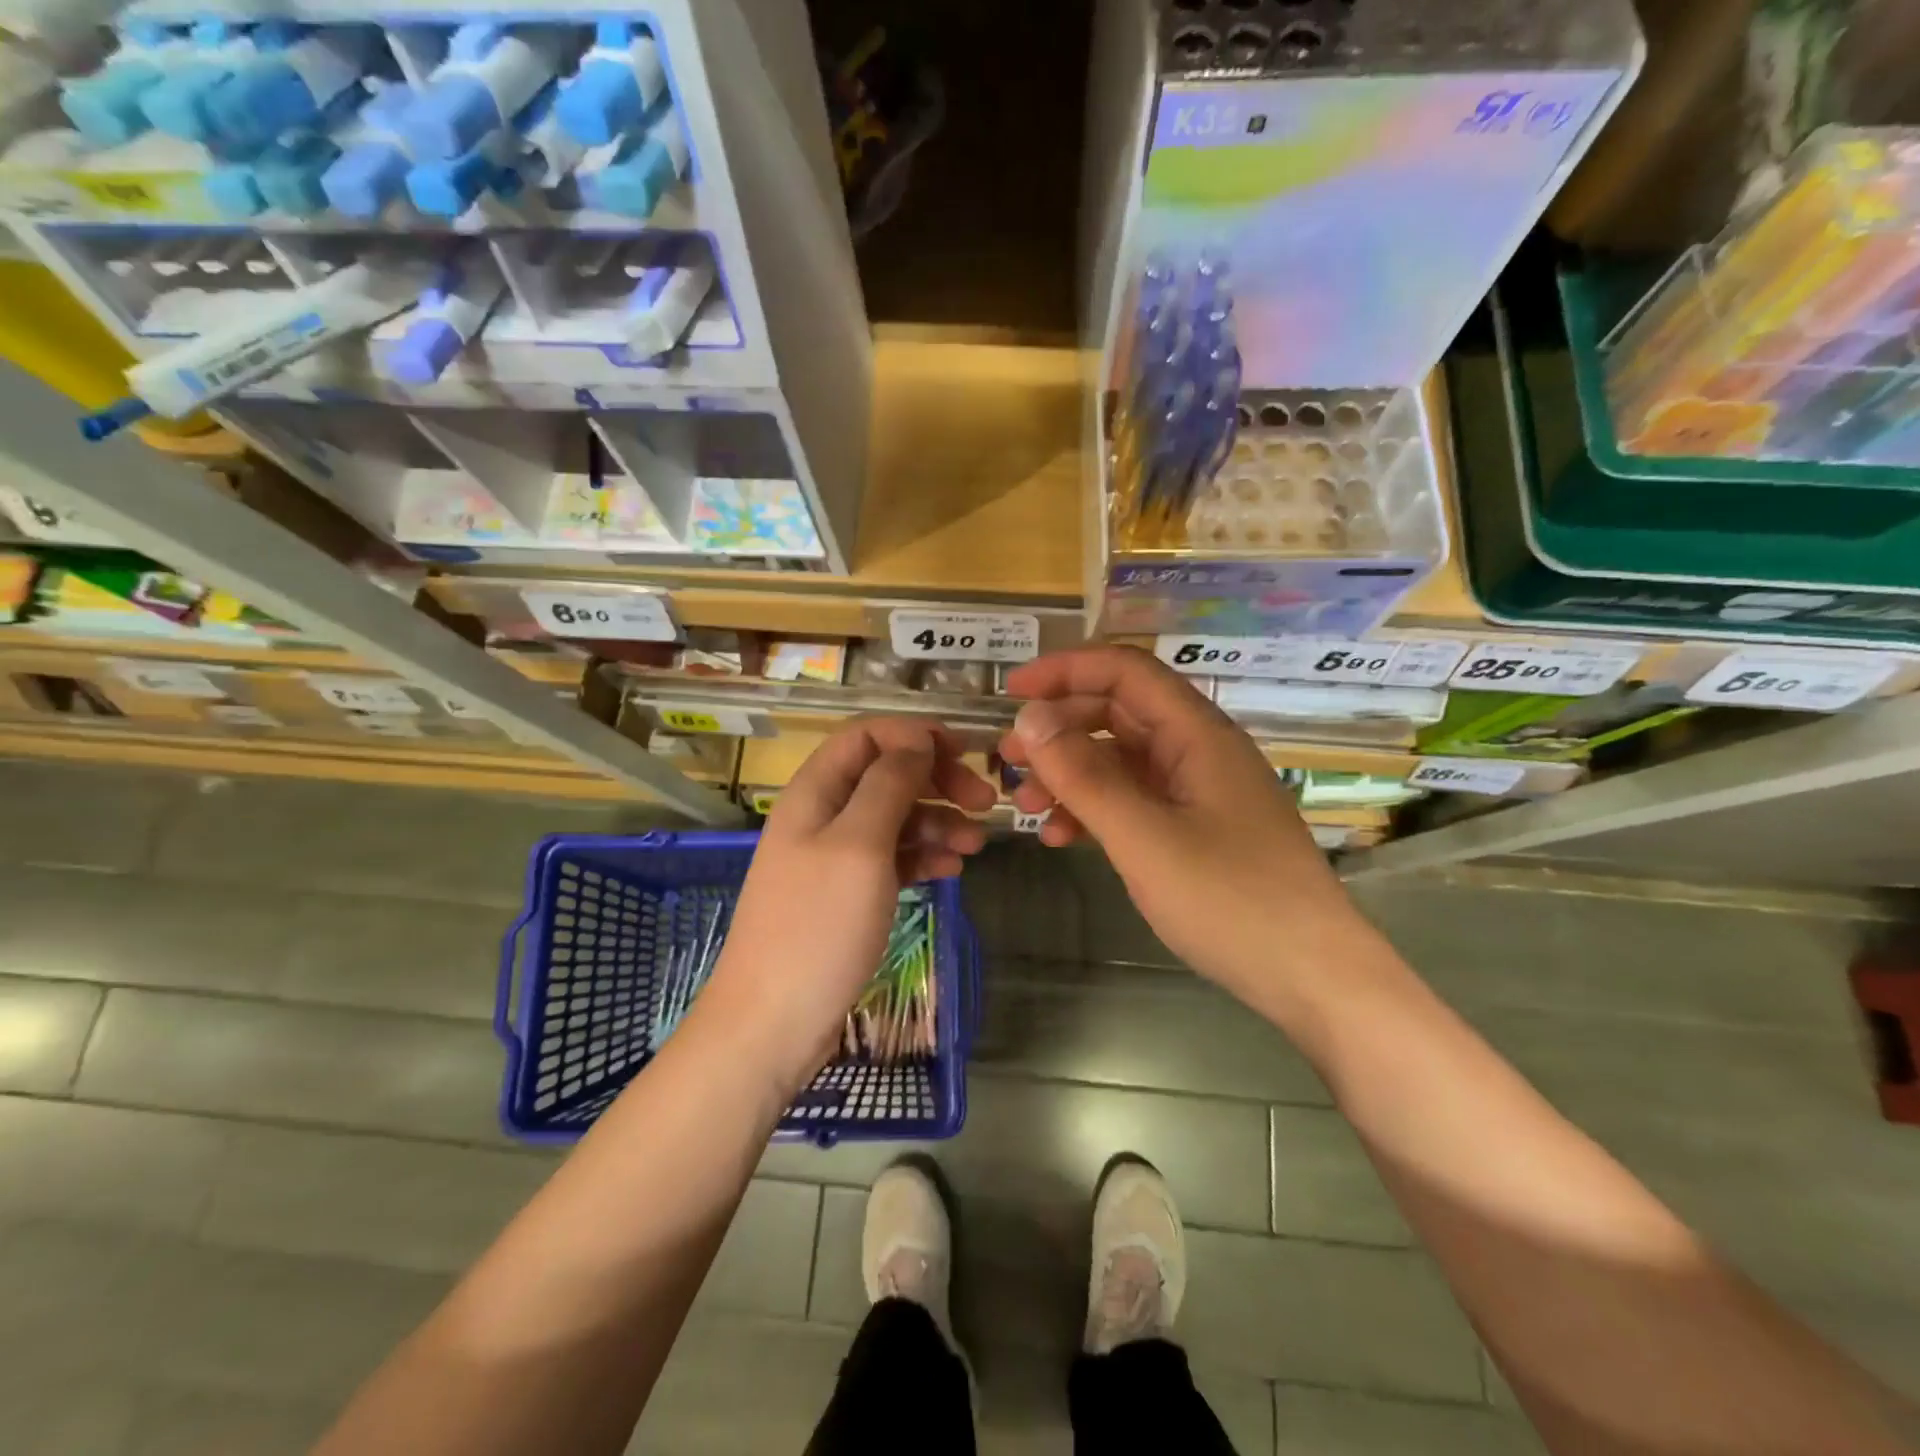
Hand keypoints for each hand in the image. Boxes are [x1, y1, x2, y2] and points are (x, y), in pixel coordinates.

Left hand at [700, 718, 995, 1092]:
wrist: (773, 1023)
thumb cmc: (818, 926)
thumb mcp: (859, 845)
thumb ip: (889, 785)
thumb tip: (916, 742)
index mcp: (815, 792)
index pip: (865, 735)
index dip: (913, 735)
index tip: (962, 753)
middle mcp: (823, 816)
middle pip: (884, 774)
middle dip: (935, 779)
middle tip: (984, 801)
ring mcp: (834, 858)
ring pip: (894, 818)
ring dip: (938, 822)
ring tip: (976, 844)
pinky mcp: (847, 895)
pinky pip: (892, 859)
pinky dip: (923, 856)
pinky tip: (951, 870)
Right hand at [998, 646, 1359, 1002]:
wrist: (1312, 977)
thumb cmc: (1230, 900)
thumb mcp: (1144, 837)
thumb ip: (1084, 776)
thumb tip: (1030, 718)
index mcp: (1197, 734)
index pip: (1125, 672)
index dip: (1066, 670)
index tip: (1011, 693)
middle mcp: (1198, 750)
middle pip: (1118, 713)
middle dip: (1059, 729)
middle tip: (1007, 759)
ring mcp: (1197, 792)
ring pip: (1121, 761)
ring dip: (1070, 774)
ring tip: (1027, 806)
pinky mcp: (1195, 829)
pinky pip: (1134, 801)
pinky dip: (1094, 810)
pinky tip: (1063, 837)